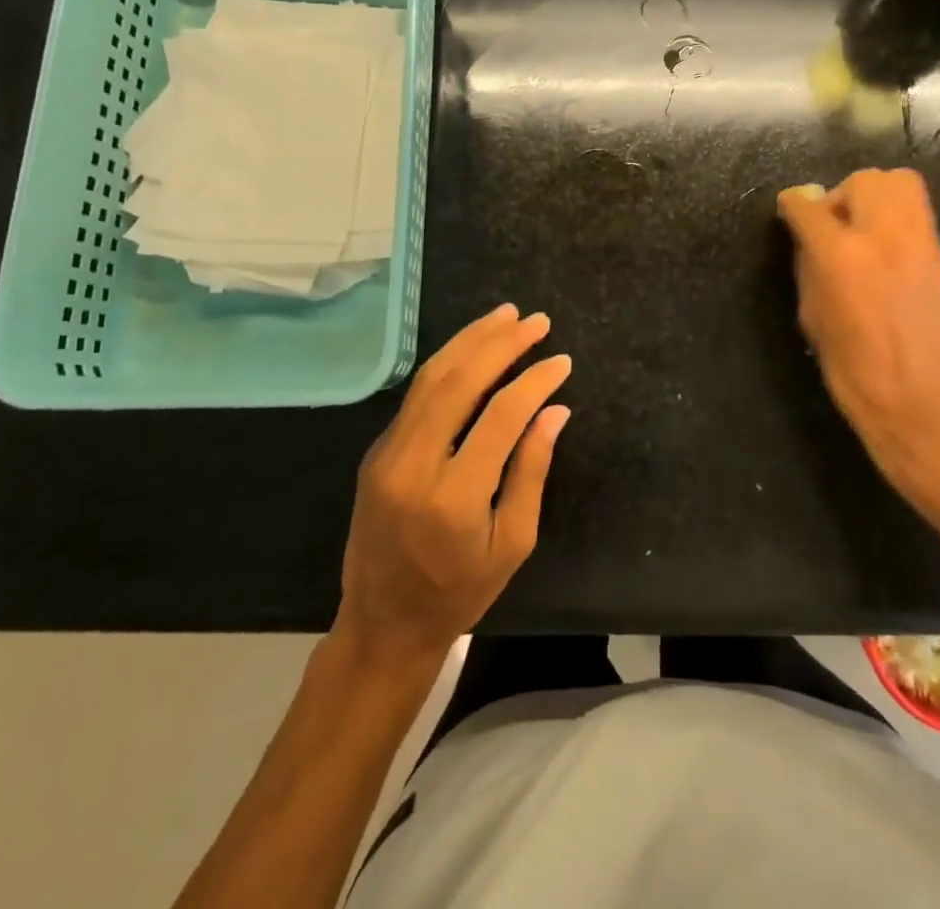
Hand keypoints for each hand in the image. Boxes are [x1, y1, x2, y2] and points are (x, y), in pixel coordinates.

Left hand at [335, 304, 570, 661]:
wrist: (383, 624)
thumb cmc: (459, 591)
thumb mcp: (513, 542)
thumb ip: (532, 471)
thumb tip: (554, 410)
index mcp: (454, 497)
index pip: (501, 416)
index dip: (535, 382)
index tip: (562, 361)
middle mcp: (414, 465)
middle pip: (459, 382)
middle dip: (501, 344)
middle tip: (534, 320)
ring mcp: (388, 454)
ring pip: (431, 378)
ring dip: (470, 340)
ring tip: (505, 316)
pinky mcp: (377, 451)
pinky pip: (416, 395)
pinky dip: (448, 363)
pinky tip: (472, 347)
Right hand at [778, 169, 939, 519]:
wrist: (924, 403)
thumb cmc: (854, 372)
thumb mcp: (814, 318)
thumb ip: (809, 267)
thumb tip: (806, 237)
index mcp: (840, 256)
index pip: (809, 206)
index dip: (793, 204)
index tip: (790, 209)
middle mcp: (883, 236)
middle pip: (862, 181)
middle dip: (840, 196)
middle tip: (832, 225)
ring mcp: (920, 241)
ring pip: (899, 183)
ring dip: (873, 196)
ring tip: (862, 228)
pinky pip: (917, 211)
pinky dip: (896, 216)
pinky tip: (885, 248)